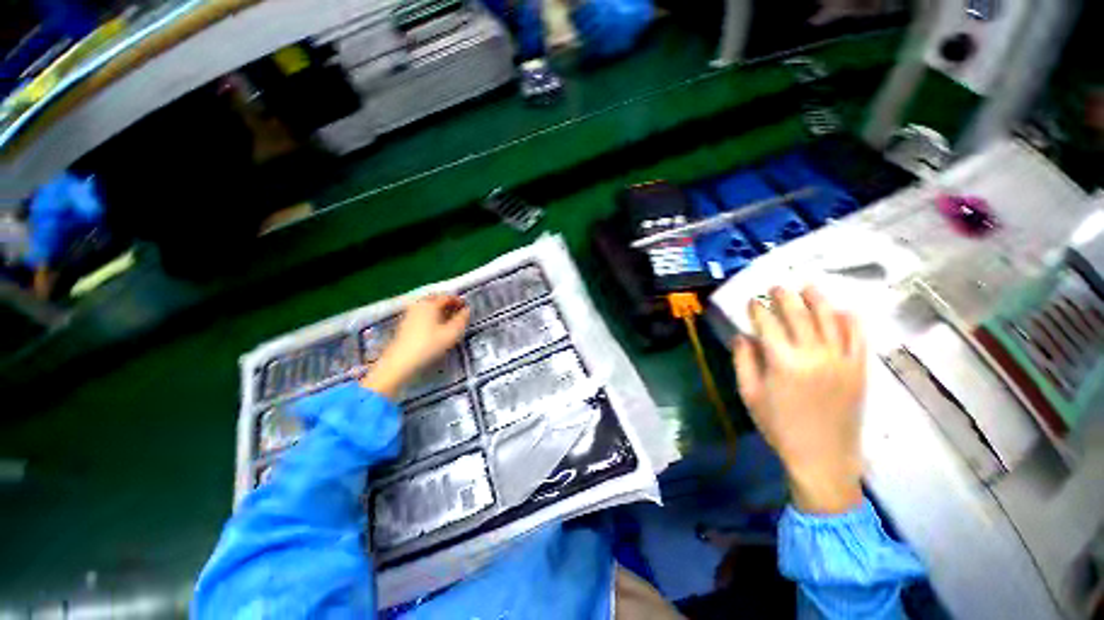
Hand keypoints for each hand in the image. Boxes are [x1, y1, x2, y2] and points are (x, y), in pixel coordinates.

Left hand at [361, 295, 469, 398]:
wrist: (400, 362)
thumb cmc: (429, 346)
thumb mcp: (452, 333)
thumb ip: (461, 320)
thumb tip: (467, 310)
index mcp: (430, 304)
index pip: (447, 297)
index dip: (459, 301)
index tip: (466, 307)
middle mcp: (419, 305)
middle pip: (436, 299)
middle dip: (448, 303)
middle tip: (458, 311)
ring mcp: (410, 314)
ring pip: (428, 306)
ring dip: (439, 309)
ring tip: (449, 319)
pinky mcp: (405, 323)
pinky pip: (422, 313)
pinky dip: (431, 315)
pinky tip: (436, 326)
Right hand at [732, 287, 866, 513]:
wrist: (823, 457)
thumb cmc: (779, 426)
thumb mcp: (749, 394)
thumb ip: (743, 361)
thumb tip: (741, 336)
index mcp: (782, 361)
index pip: (767, 324)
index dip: (758, 309)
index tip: (752, 301)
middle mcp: (814, 354)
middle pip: (798, 315)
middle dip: (785, 297)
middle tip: (777, 286)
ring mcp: (841, 360)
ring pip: (829, 319)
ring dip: (817, 299)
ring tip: (808, 286)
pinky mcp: (859, 369)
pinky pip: (858, 337)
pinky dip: (850, 320)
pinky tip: (843, 309)